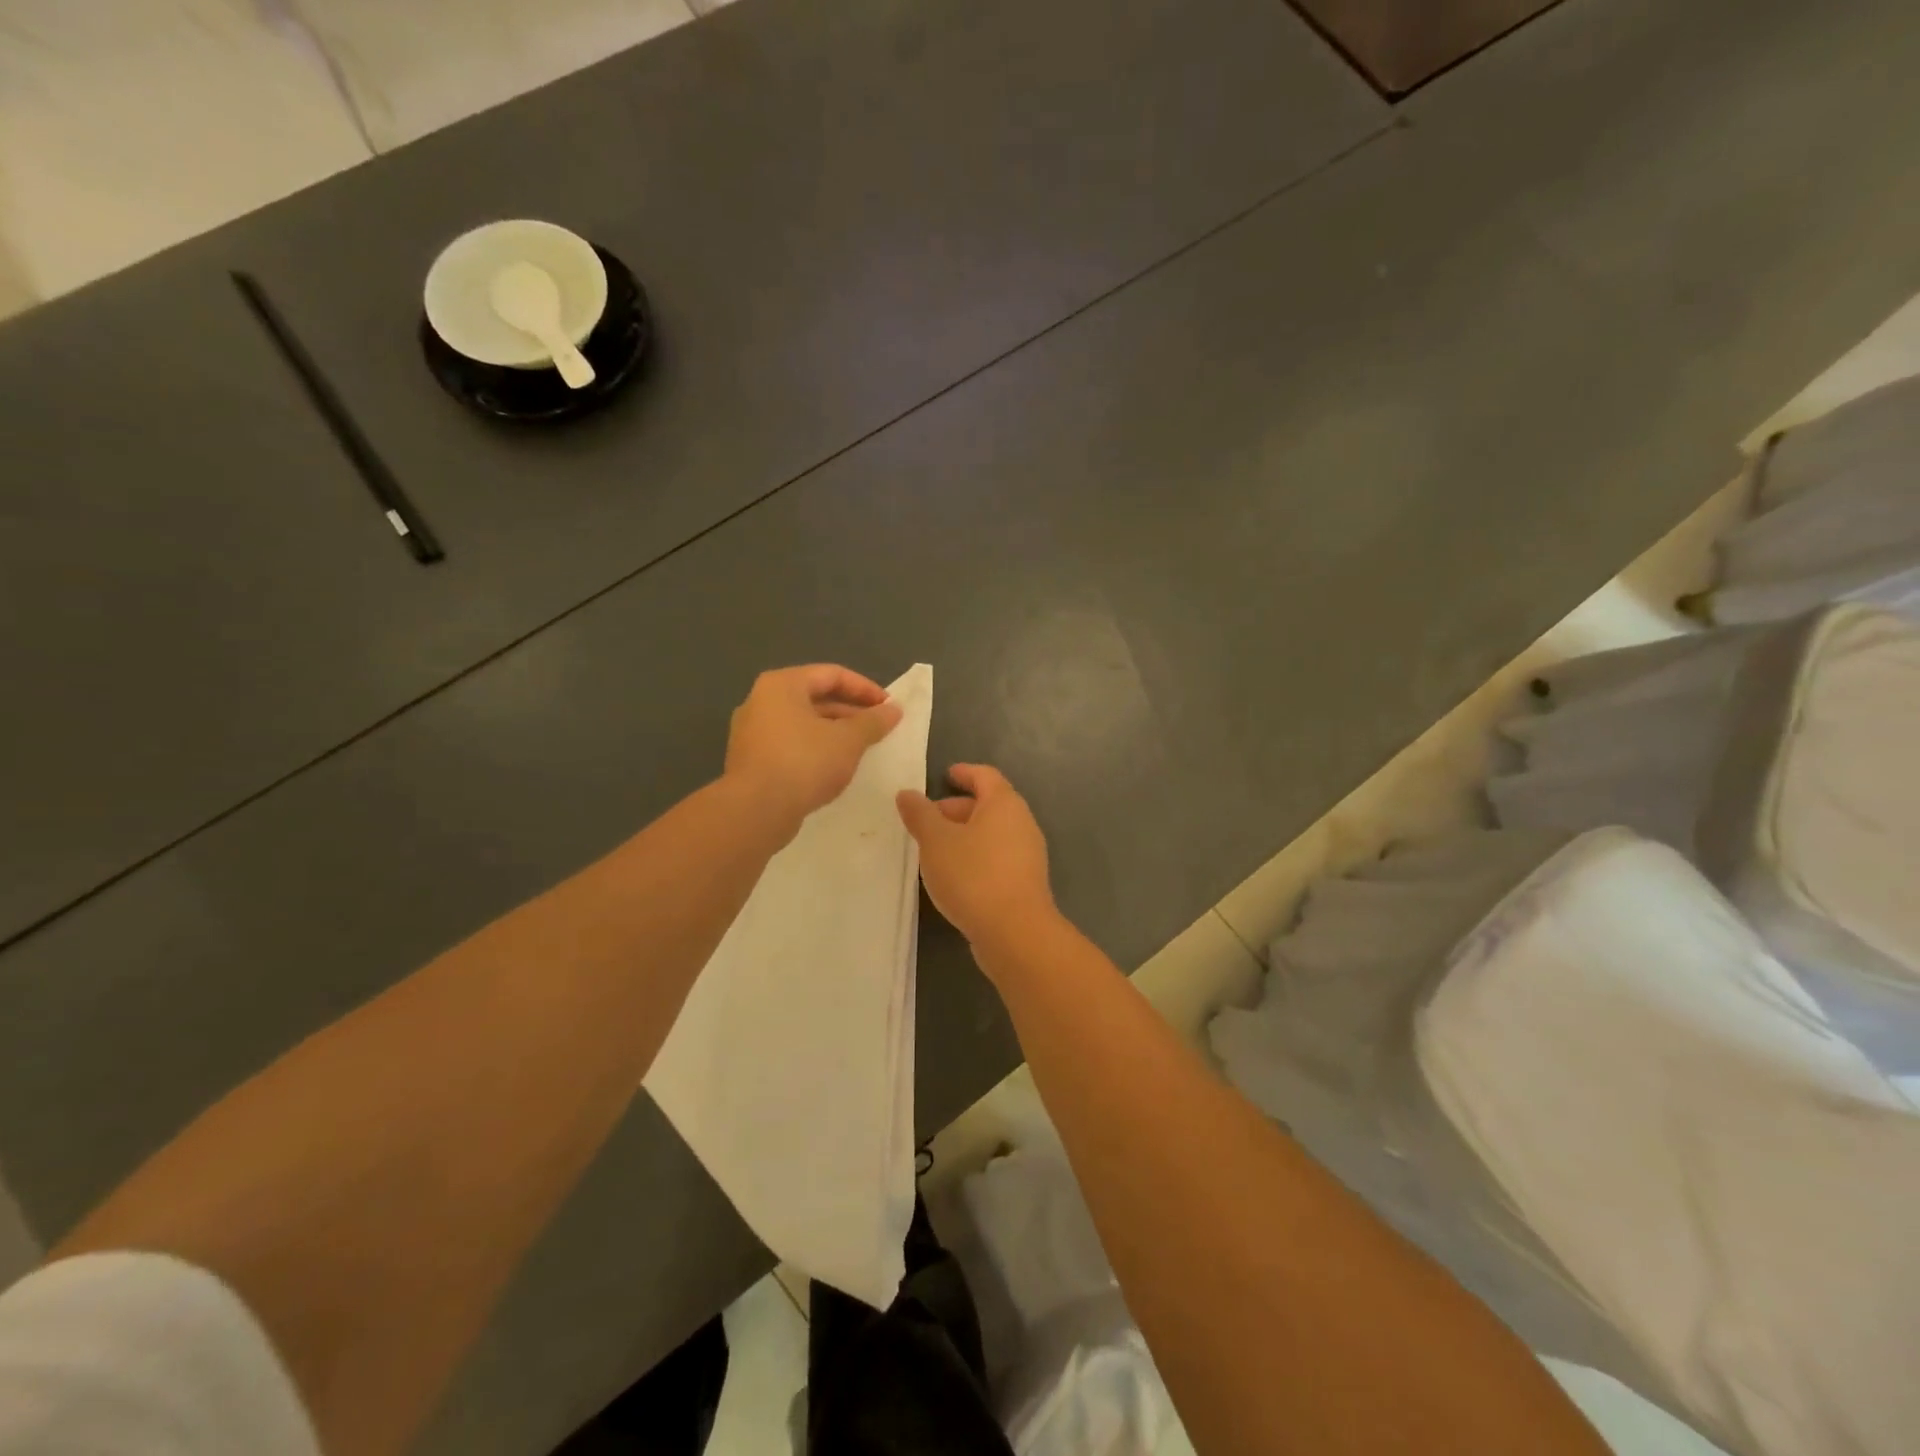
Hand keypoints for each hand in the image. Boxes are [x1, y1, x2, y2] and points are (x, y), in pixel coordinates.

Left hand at [724, 665, 902, 831]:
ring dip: (835, 732)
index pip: (832, 674)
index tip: (889, 707)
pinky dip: (816, 749)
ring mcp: (752, 732)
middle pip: (815, 697)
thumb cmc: (804, 763)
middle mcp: (762, 701)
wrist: (755, 811)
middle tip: (879, 728)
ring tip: (862, 748)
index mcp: (782, 685)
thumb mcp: (848, 740)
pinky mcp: (752, 760)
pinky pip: (791, 745)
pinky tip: (835, 768)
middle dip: (851, 712)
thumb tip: (894, 710)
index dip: (865, 688)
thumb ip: (873, 721)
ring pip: (803, 723)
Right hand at [897, 764, 1056, 952]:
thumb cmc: (973, 875)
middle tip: (927, 820)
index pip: (985, 776)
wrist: (1015, 933)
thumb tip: (907, 794)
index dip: (964, 773)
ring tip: (933, 850)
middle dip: (957, 809)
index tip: (946, 775)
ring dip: (963, 836)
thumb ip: (920, 815)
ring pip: (991, 834)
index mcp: (1004, 804)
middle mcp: (1022, 823)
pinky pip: (996, 857)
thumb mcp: (936, 841)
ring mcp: (1027, 855)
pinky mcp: (1024, 882)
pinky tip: (953, 876)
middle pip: (988, 805)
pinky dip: (974, 857)